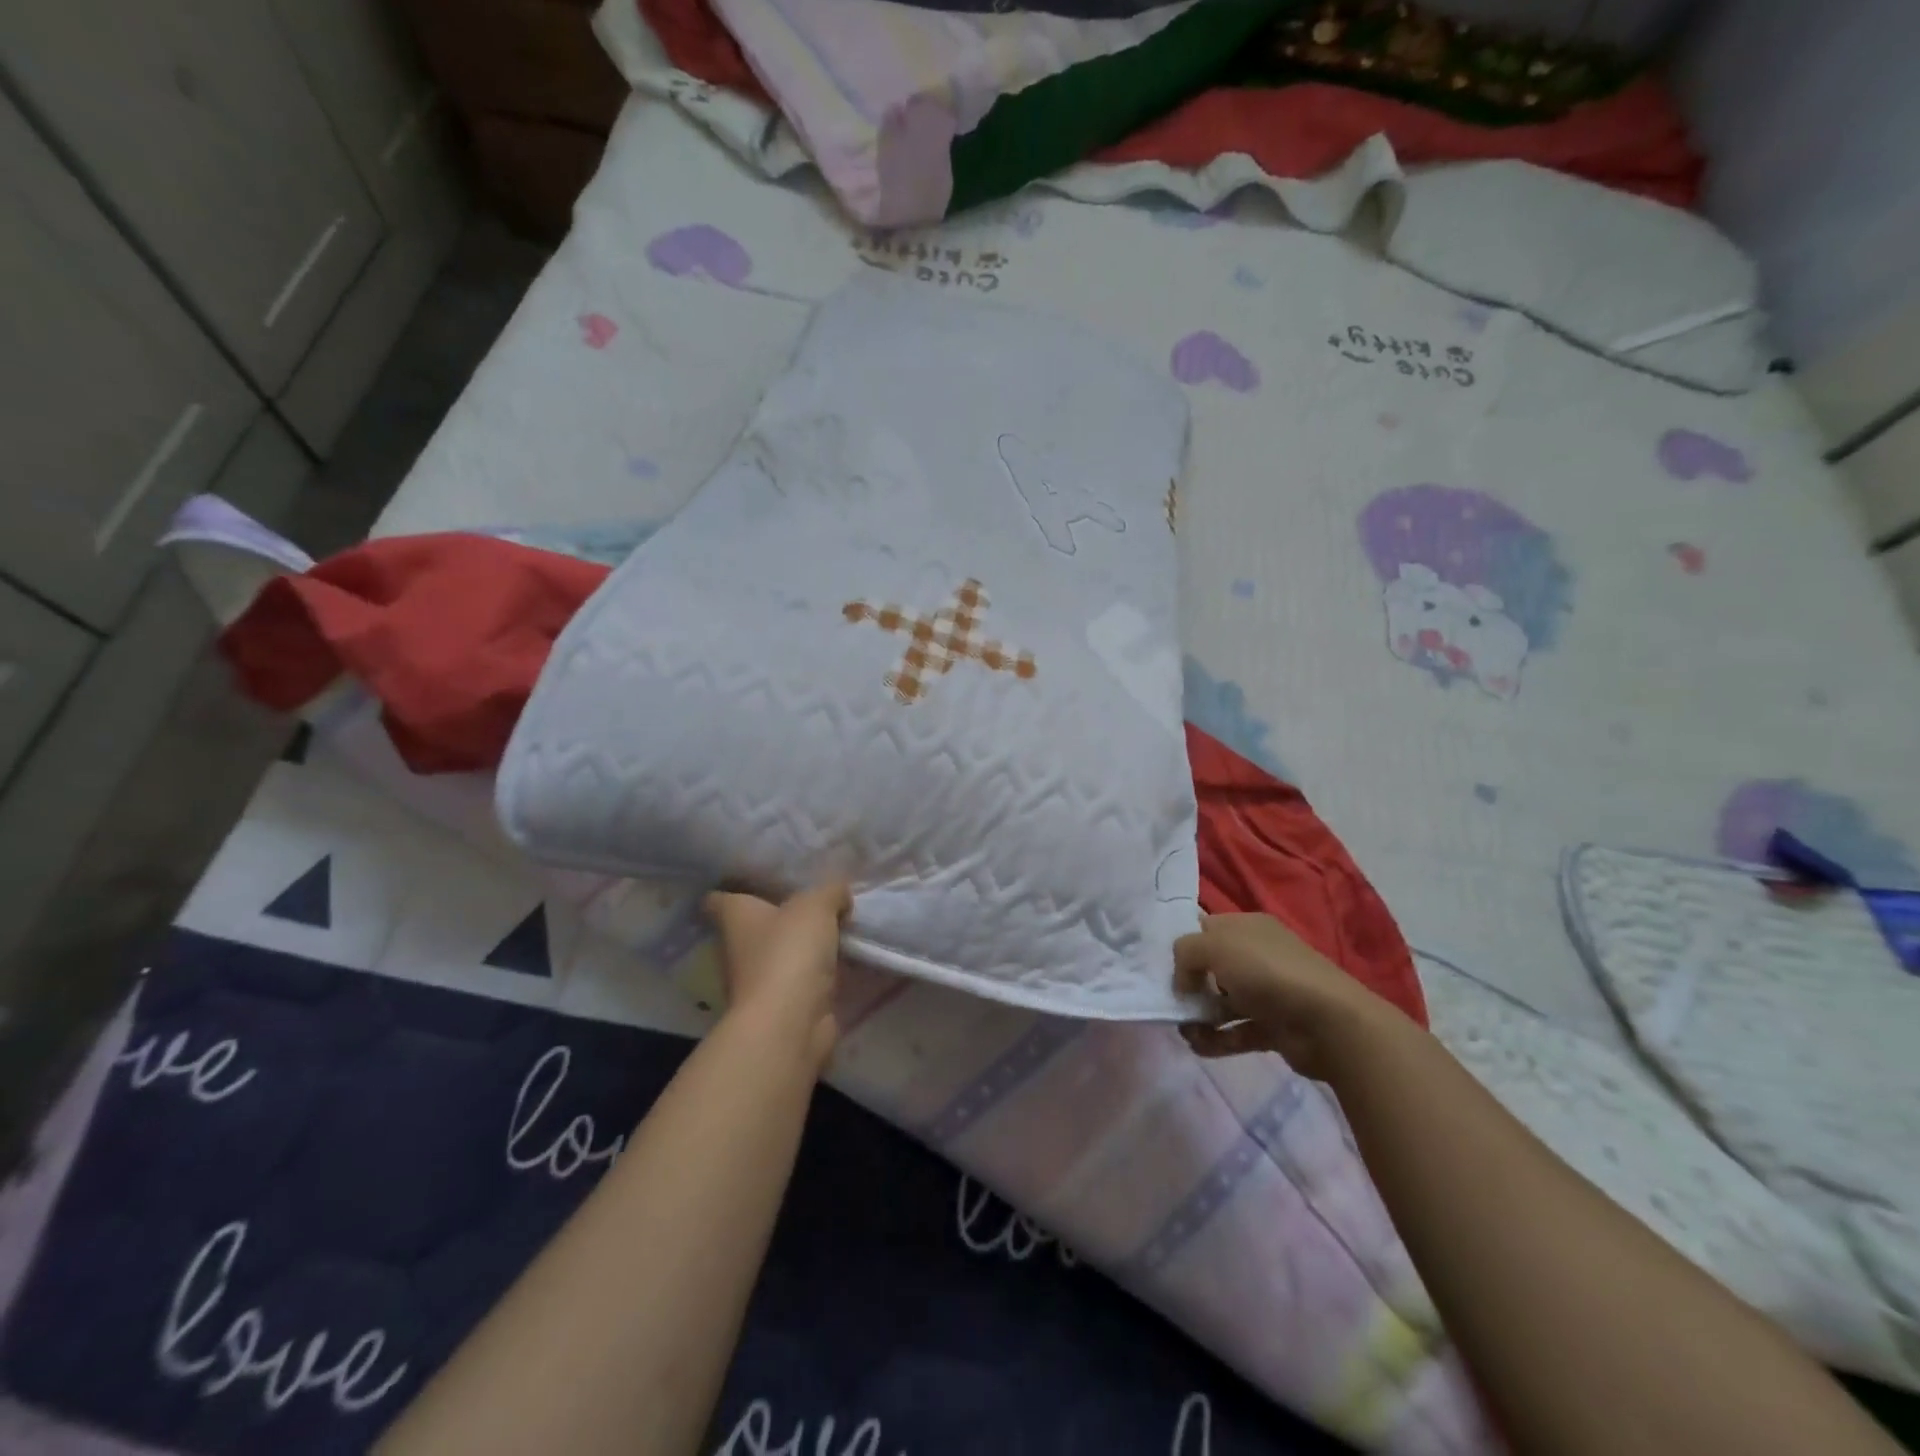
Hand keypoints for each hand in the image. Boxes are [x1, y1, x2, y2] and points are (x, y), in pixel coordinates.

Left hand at [704, 882, 850, 1070]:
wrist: (790, 1022)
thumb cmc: (789, 952)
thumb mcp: (816, 906)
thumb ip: (830, 891)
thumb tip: (839, 893)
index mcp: (736, 918)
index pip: (719, 900)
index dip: (732, 889)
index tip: (753, 883)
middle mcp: (738, 948)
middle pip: (753, 927)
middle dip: (778, 917)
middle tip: (812, 903)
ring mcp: (757, 981)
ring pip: (778, 955)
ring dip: (800, 948)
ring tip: (835, 930)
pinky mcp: (780, 1006)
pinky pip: (799, 981)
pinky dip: (816, 974)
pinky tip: (842, 962)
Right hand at [1173, 913, 1396, 1080]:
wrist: (1328, 1023)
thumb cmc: (1267, 972)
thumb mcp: (1215, 946)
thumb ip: (1185, 953)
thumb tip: (1182, 980)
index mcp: (1247, 927)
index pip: (1205, 928)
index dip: (1182, 944)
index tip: (1159, 964)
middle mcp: (1257, 956)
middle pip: (1210, 967)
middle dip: (1188, 985)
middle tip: (1172, 1002)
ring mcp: (1266, 993)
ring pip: (1221, 1002)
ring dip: (1199, 1017)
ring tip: (1186, 1031)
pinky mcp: (1272, 1027)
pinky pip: (1236, 1031)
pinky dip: (1217, 1040)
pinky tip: (1200, 1046)